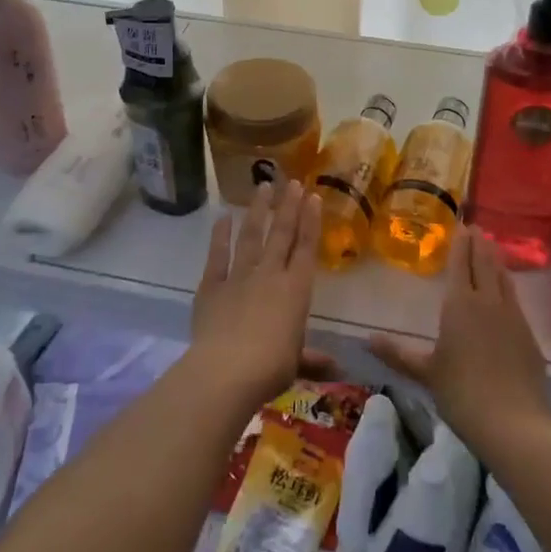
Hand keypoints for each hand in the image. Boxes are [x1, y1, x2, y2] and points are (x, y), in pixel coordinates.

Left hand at [189, 180, 323, 406]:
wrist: (227, 370)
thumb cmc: (270, 368)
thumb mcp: (296, 363)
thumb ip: (313, 359)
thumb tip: (338, 369)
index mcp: (296, 290)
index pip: (307, 248)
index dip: (311, 221)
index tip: (313, 196)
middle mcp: (270, 275)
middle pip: (281, 234)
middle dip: (288, 206)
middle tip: (292, 181)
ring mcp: (239, 276)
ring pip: (251, 236)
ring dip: (258, 210)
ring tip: (263, 186)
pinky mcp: (212, 285)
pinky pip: (217, 254)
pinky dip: (220, 235)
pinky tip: (222, 217)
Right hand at [367, 227, 550, 457]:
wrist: (515, 424)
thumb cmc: (462, 393)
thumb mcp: (426, 373)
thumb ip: (398, 354)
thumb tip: (367, 339)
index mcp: (460, 304)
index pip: (462, 264)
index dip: (461, 243)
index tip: (462, 224)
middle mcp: (488, 301)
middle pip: (484, 264)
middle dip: (479, 244)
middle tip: (476, 227)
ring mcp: (512, 317)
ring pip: (503, 278)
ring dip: (496, 260)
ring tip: (492, 247)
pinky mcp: (528, 335)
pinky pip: (514, 299)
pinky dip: (508, 285)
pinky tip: (507, 290)